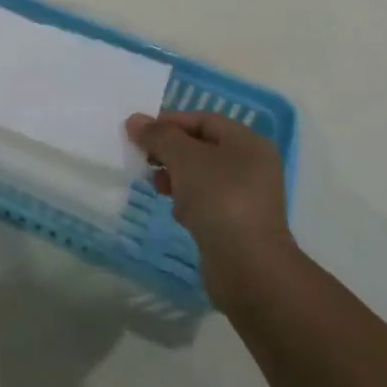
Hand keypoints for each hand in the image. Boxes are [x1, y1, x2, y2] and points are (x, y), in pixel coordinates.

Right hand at [126, 110, 293, 310]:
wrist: (248, 267)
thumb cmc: (219, 199)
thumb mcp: (184, 158)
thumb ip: (159, 135)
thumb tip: (134, 120)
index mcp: (247, 142)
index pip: (203, 119)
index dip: (169, 122)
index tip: (139, 133)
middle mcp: (252, 165)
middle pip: (201, 147)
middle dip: (170, 151)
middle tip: (143, 159)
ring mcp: (247, 197)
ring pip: (201, 176)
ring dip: (176, 177)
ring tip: (156, 186)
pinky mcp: (238, 224)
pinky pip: (207, 202)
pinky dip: (188, 202)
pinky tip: (177, 213)